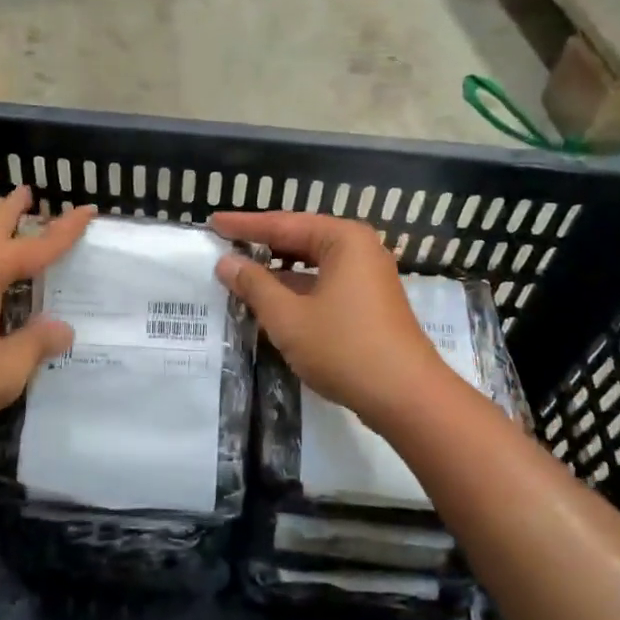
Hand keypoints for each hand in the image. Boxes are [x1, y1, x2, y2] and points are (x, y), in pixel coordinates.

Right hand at [209, 210, 449, 427]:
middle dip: (262, 245)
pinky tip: (272, 303)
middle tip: (224, 244)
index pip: (283, 224)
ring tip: (241, 274)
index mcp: (343, 240)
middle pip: (300, 239)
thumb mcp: (288, 317)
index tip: (213, 222)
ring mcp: (368, 277)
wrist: (406, 396)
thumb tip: (226, 263)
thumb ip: (254, 285)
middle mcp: (359, 250)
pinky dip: (297, 290)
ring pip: (312, 265)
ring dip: (278, 272)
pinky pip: (324, 284)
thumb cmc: (344, 348)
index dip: (245, 226)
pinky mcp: (370, 304)